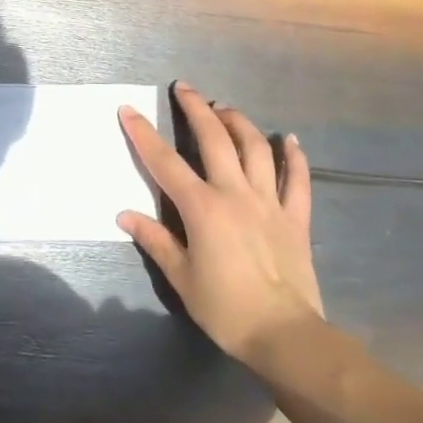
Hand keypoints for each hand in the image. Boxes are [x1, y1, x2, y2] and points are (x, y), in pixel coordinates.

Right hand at [117, 81, 322, 365]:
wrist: (284, 334)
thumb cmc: (225, 308)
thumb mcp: (181, 278)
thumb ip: (155, 240)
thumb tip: (124, 215)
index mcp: (202, 208)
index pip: (165, 162)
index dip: (143, 134)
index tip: (128, 109)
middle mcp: (235, 193)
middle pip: (215, 140)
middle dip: (196, 109)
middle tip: (185, 88)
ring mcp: (269, 202)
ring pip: (256, 149)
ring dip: (239, 123)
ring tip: (225, 109)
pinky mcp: (296, 217)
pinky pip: (298, 180)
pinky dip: (295, 157)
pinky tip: (290, 139)